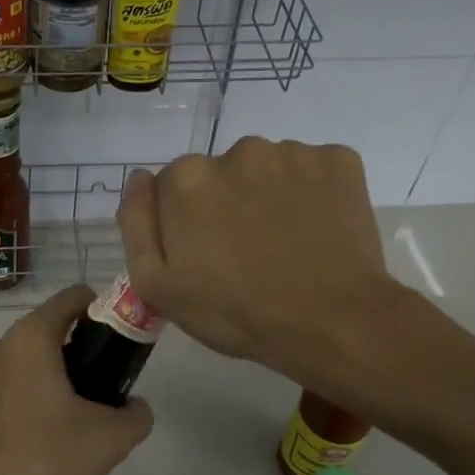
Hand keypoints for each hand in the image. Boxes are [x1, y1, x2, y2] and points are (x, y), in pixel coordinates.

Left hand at [0, 285, 154, 474]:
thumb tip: (137, 407)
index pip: (73, 298)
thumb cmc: (42, 461)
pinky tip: (31, 447)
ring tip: (67, 427)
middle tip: (100, 394)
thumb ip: (136, 416)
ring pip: (21, 365)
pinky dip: (19, 406)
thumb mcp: (109, 441)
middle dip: (77, 355)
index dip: (102, 312)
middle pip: (47, 333)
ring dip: (47, 382)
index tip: (118, 344)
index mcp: (29, 338)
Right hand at [116, 137, 396, 382]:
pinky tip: (318, 231)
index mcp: (187, 178)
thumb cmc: (236, 312)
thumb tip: (140, 178)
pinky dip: (313, 193)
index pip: (173, 187)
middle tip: (247, 254)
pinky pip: (313, 170)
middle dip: (227, 204)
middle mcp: (236, 150)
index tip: (206, 255)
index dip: (186, 222)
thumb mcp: (156, 285)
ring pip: (267, 170)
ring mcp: (291, 153)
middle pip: (221, 174)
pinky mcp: (338, 160)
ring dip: (269, 196)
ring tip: (287, 245)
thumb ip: (136, 223)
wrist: (333, 324)